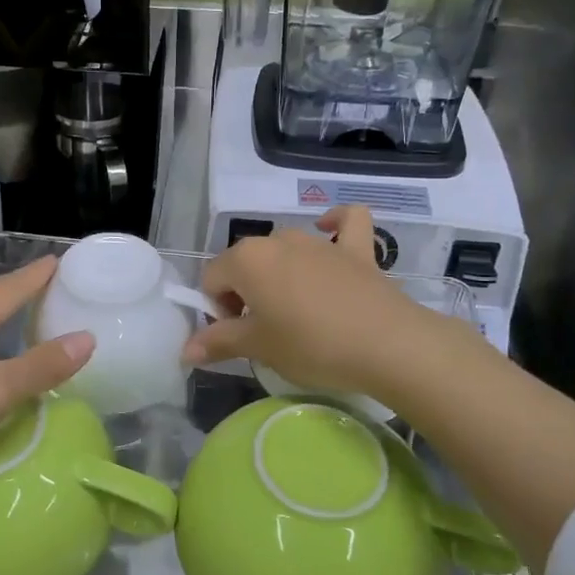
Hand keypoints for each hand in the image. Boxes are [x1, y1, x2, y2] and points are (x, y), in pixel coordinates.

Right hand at [183, 207, 437, 398]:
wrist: (388, 344)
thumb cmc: (312, 345)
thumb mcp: (259, 348)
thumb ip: (219, 342)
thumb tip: (185, 350)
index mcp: (247, 259)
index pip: (213, 280)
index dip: (219, 311)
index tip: (240, 339)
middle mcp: (278, 240)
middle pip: (246, 264)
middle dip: (246, 294)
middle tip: (265, 333)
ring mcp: (319, 241)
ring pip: (284, 249)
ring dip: (279, 273)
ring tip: (295, 312)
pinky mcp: (357, 249)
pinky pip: (345, 224)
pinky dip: (335, 224)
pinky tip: (330, 232)